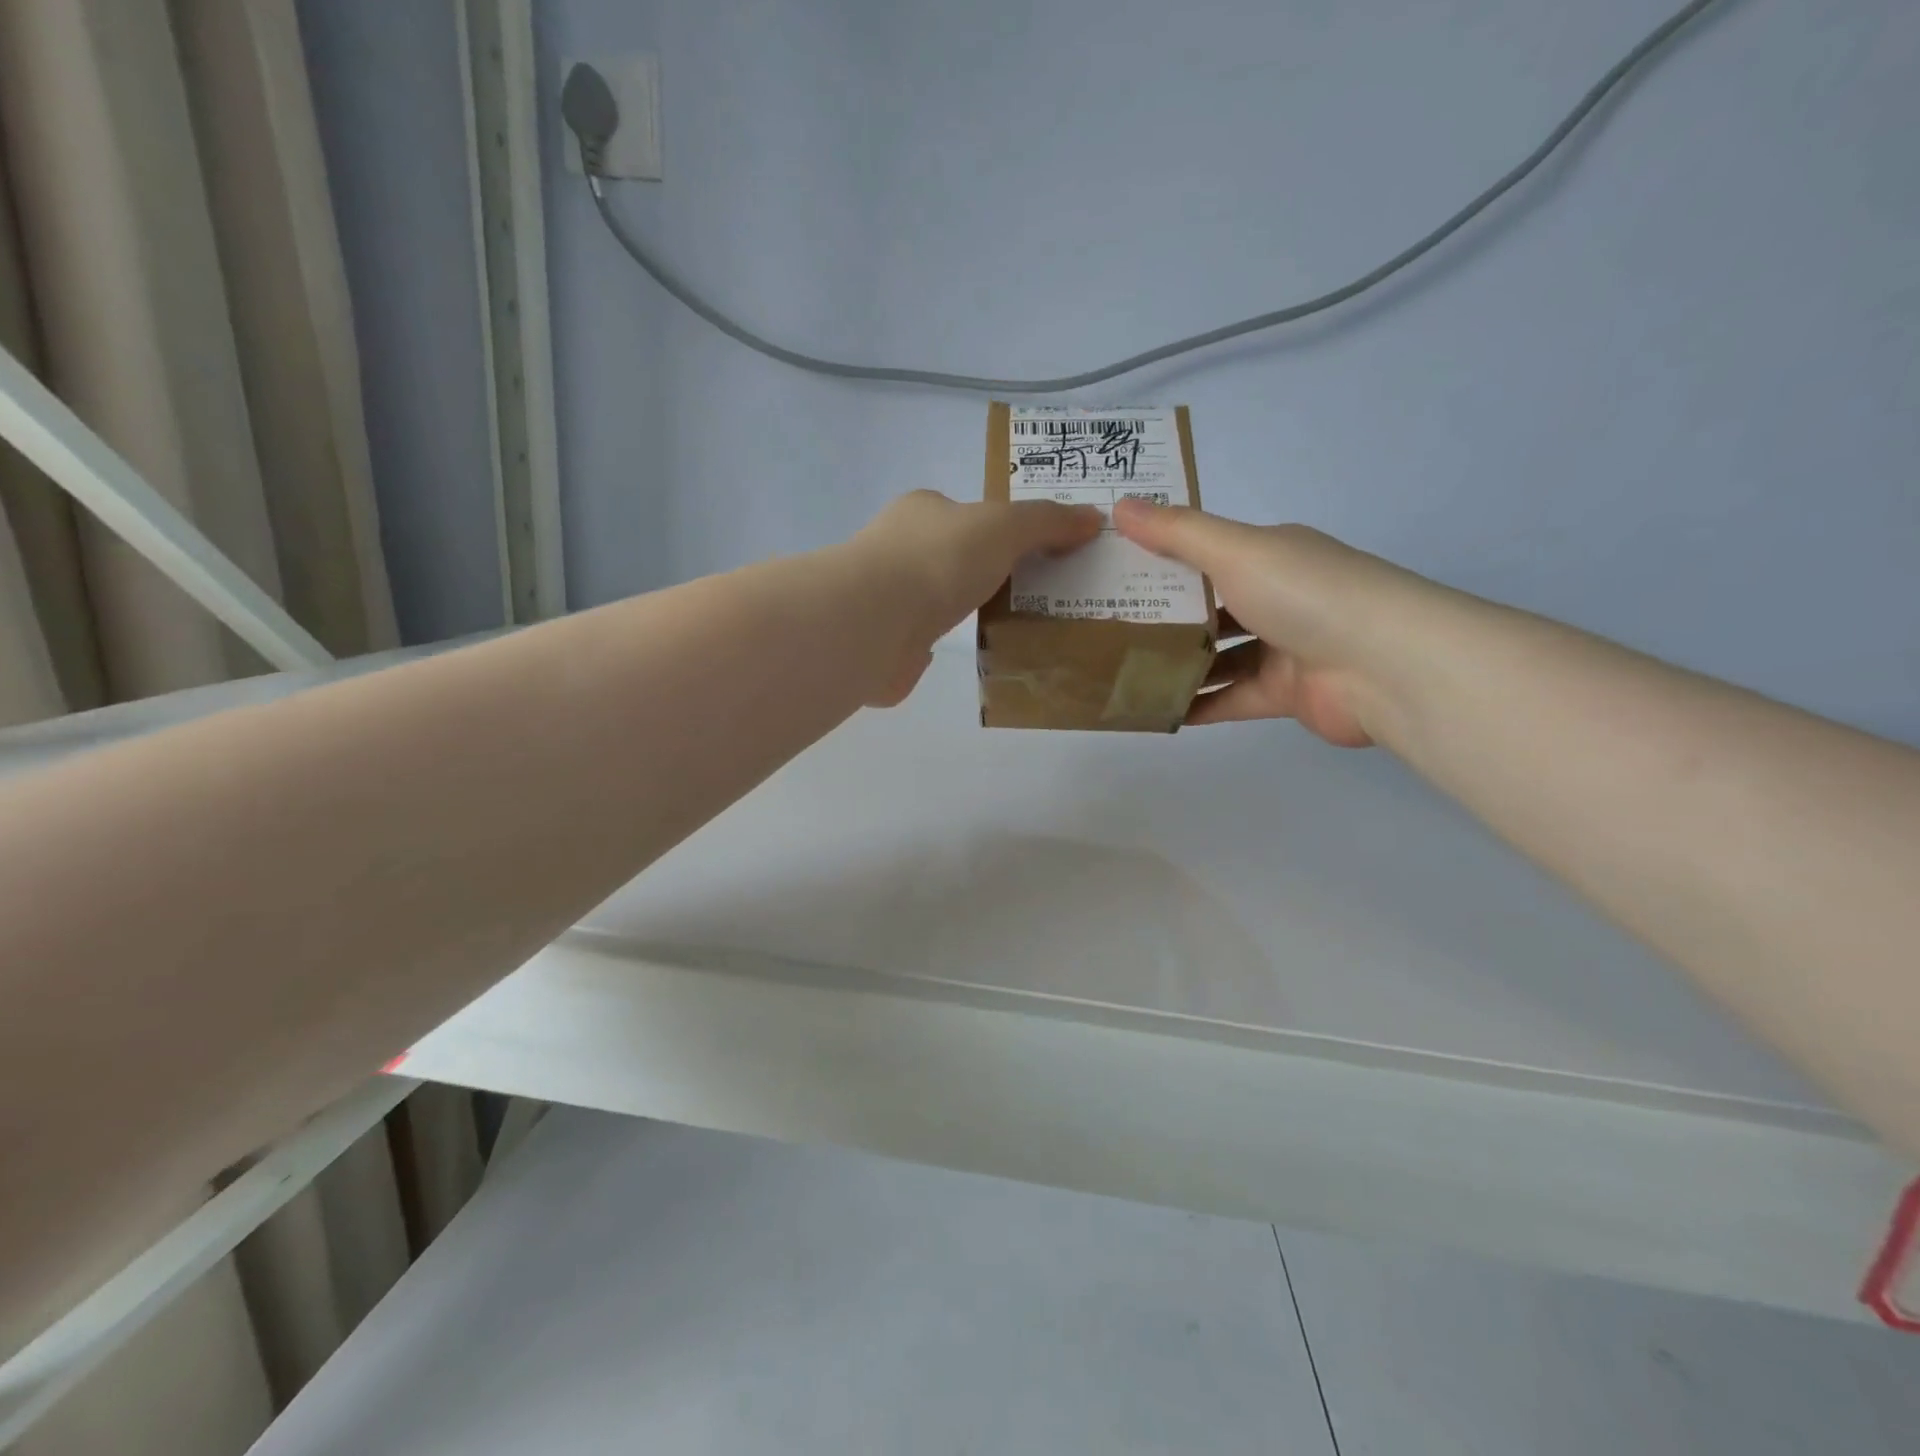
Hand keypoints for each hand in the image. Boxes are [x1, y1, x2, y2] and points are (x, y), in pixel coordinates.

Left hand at [848, 490, 1101, 706]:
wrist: (876, 621)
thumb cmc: (940, 559)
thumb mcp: (1005, 526)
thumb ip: (1047, 522)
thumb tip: (1093, 518)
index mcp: (921, 512)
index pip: (962, 513)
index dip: (997, 528)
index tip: (1032, 553)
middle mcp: (897, 550)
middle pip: (948, 557)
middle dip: (979, 573)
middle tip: (1028, 595)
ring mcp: (885, 599)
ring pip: (932, 601)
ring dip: (959, 611)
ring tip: (1006, 629)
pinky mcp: (882, 644)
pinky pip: (917, 642)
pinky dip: (935, 646)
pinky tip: (956, 655)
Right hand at [1114, 498, 1426, 743]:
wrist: (1384, 666)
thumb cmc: (1306, 594)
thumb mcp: (1235, 551)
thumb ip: (1177, 533)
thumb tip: (1120, 504)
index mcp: (1269, 557)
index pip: (1206, 554)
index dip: (1161, 559)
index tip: (1112, 568)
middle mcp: (1276, 598)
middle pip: (1208, 608)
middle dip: (1162, 617)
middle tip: (1105, 625)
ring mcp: (1281, 649)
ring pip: (1217, 657)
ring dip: (1176, 664)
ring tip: (1120, 670)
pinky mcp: (1282, 694)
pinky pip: (1229, 698)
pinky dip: (1196, 705)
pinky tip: (1154, 709)